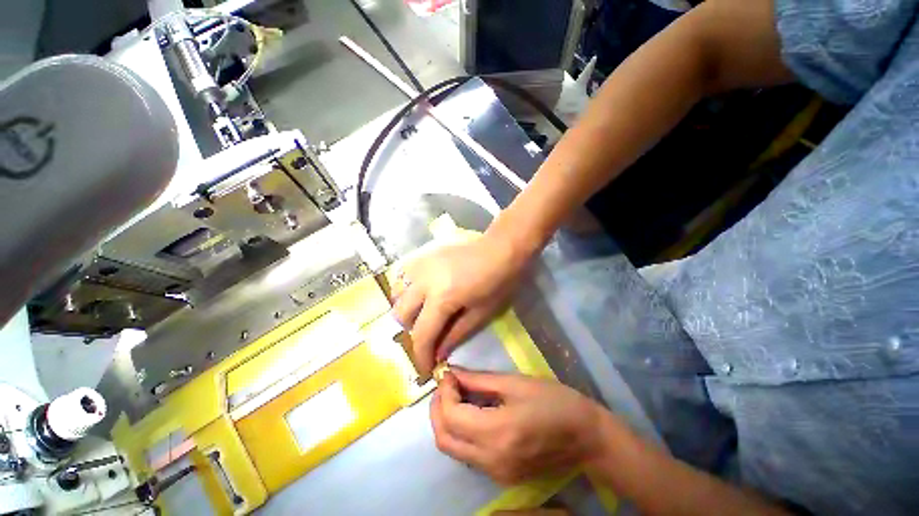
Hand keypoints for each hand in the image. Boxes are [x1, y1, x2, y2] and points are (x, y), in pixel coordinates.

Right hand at [392, 234, 529, 373]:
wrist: (500, 249)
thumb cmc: (498, 282)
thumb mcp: (481, 313)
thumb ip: (456, 335)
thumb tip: (438, 354)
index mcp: (442, 297)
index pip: (421, 334)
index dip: (422, 356)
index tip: (426, 368)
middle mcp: (423, 281)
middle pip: (400, 314)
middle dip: (412, 331)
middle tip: (430, 334)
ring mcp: (420, 264)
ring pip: (396, 293)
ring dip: (406, 308)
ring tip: (423, 311)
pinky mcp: (422, 255)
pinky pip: (402, 276)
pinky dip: (406, 289)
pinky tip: (420, 291)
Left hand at [430, 368, 604, 484]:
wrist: (587, 437)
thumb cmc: (553, 401)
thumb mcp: (515, 383)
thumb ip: (480, 380)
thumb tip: (454, 374)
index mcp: (498, 434)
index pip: (451, 416)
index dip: (444, 392)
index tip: (449, 373)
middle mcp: (491, 461)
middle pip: (444, 439)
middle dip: (437, 409)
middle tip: (446, 385)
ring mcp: (496, 474)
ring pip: (453, 450)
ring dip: (446, 421)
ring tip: (455, 396)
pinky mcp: (501, 478)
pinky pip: (468, 456)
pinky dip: (460, 433)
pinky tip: (469, 413)